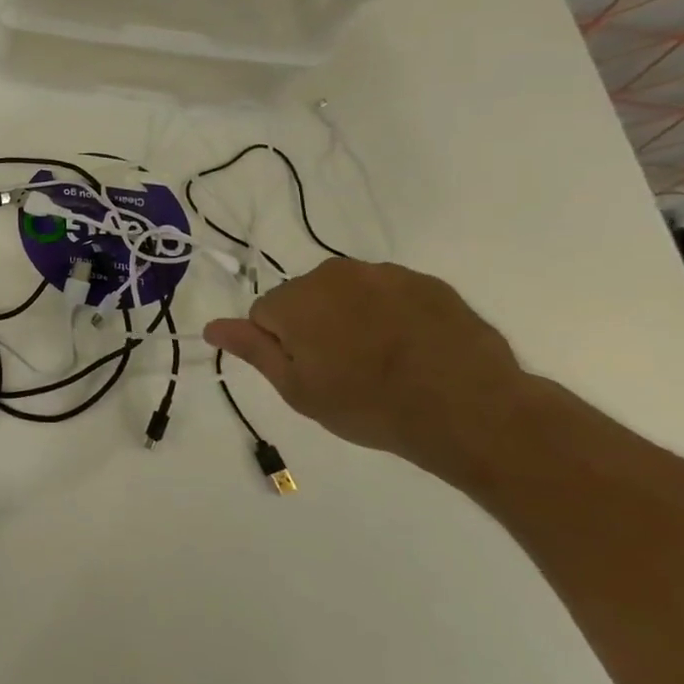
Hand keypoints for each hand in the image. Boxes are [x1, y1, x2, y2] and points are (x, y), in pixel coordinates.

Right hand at [203, 259, 525, 473]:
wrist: (472, 410)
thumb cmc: (371, 406)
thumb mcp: (299, 390)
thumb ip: (253, 350)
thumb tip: (211, 325)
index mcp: (297, 298)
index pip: (264, 315)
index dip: (282, 348)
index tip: (312, 375)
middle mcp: (335, 273)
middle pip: (305, 298)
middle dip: (315, 327)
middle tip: (345, 372)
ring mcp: (386, 274)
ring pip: (348, 294)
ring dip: (353, 319)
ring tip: (384, 363)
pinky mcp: (428, 282)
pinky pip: (390, 295)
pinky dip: (393, 317)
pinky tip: (414, 352)